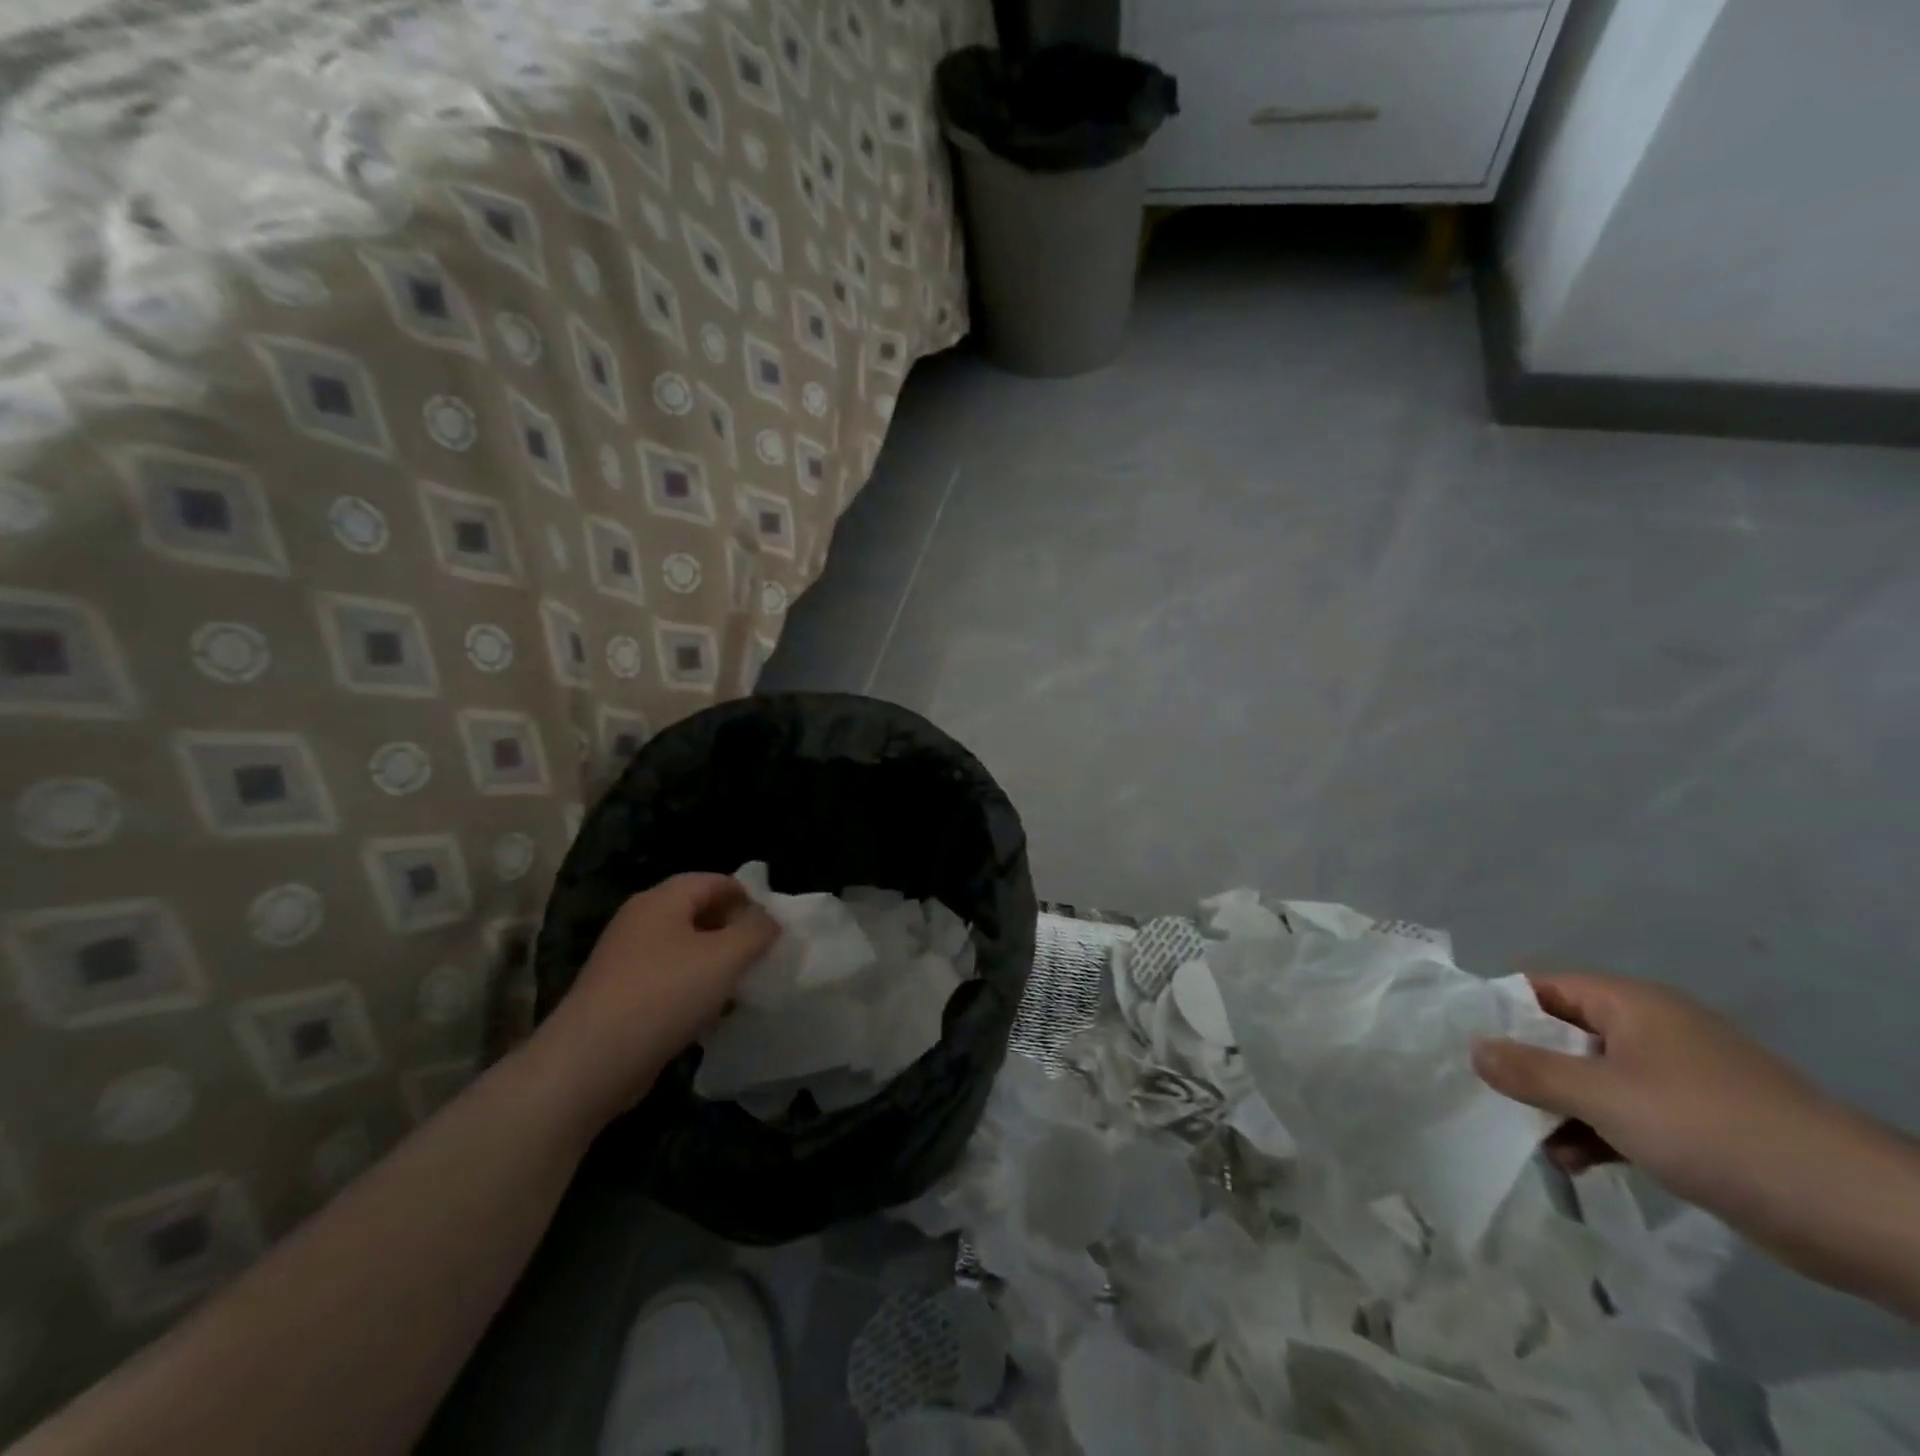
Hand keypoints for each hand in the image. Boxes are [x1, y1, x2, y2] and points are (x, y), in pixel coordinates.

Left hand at [533, 873, 779, 1124]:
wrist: (591, 1063)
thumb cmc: (664, 995)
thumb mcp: (726, 957)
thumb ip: (756, 931)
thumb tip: (768, 921)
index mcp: (661, 900)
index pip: (715, 881)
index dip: (748, 898)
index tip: (772, 929)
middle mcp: (640, 921)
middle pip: (698, 912)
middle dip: (733, 931)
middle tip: (760, 957)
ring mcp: (626, 958)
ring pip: (685, 949)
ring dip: (715, 963)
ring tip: (740, 987)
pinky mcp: (620, 994)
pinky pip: (668, 979)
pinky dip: (693, 989)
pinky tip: (709, 1014)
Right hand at [1470, 969, 1919, 1307]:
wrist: (1853, 1211)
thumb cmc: (1712, 1128)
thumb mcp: (1605, 1096)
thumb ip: (1531, 1070)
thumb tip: (1472, 1048)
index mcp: (1630, 1004)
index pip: (1542, 987)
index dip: (1499, 1008)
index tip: (1461, 1039)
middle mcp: (1650, 1030)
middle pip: (1562, 1033)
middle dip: (1524, 1064)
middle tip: (1482, 1092)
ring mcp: (1676, 1078)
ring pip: (1591, 1078)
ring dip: (1557, 1105)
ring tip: (1527, 1139)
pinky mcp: (1696, 1122)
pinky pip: (1624, 1113)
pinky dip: (1594, 1131)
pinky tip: (1571, 1162)